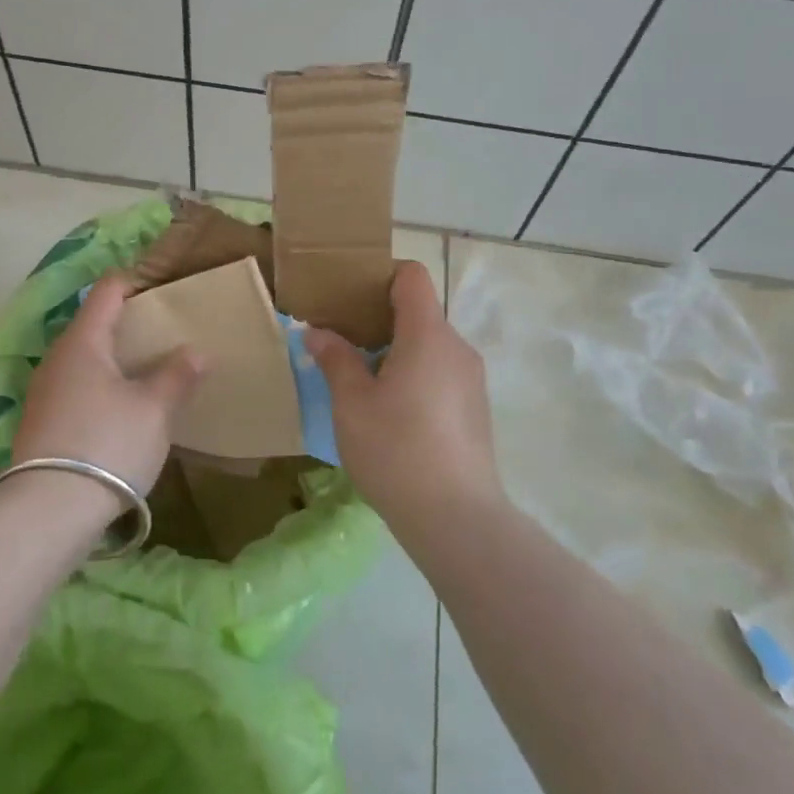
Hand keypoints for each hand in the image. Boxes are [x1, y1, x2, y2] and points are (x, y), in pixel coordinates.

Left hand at [11, 272, 206, 496]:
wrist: (49, 510)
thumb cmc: (108, 443)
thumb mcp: (153, 409)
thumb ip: (177, 375)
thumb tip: (196, 351)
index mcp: (83, 341)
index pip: (107, 290)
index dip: (136, 282)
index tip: (166, 289)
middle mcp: (57, 357)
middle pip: (94, 323)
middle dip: (129, 323)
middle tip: (167, 333)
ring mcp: (44, 390)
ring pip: (85, 358)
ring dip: (115, 358)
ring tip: (150, 370)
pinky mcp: (41, 421)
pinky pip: (76, 386)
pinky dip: (101, 384)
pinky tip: (122, 407)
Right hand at [304, 262, 502, 531]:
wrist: (456, 518)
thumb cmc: (396, 450)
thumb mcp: (351, 403)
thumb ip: (335, 359)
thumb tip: (318, 332)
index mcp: (427, 334)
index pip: (411, 276)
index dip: (380, 275)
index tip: (349, 296)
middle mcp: (456, 347)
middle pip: (419, 311)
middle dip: (379, 319)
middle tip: (342, 342)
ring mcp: (471, 379)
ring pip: (429, 346)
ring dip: (396, 351)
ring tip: (362, 382)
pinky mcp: (475, 409)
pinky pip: (440, 373)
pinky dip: (414, 375)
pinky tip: (391, 413)